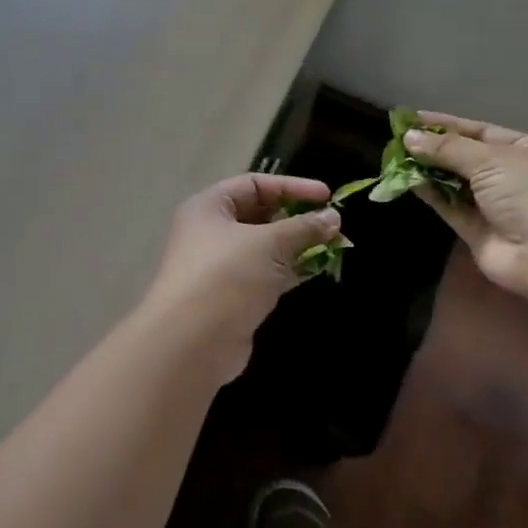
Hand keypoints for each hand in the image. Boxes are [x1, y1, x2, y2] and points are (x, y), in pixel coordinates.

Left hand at [139, 174, 341, 380]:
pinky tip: (318, 269)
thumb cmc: (226, 276)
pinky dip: (289, 270)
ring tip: (334, 245)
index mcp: (209, 207)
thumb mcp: (269, 243)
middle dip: (296, 218)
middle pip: (259, 215)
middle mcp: (210, 232)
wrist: (192, 342)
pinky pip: (266, 274)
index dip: (291, 187)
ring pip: (265, 247)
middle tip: (332, 223)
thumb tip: (333, 216)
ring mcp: (220, 266)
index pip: (254, 184)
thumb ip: (303, 228)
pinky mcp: (232, 296)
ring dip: (297, 246)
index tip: (327, 196)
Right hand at [403, 114, 527, 298]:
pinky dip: (430, 194)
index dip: (445, 124)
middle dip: (432, 148)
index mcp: (520, 149)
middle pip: (463, 156)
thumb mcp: (489, 158)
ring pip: (453, 182)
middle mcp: (507, 175)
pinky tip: (407, 181)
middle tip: (397, 139)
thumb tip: (409, 137)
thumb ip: (447, 148)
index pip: (477, 130)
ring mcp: (492, 204)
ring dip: (427, 170)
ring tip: (394, 158)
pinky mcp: (476, 231)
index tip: (411, 118)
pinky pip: (449, 206)